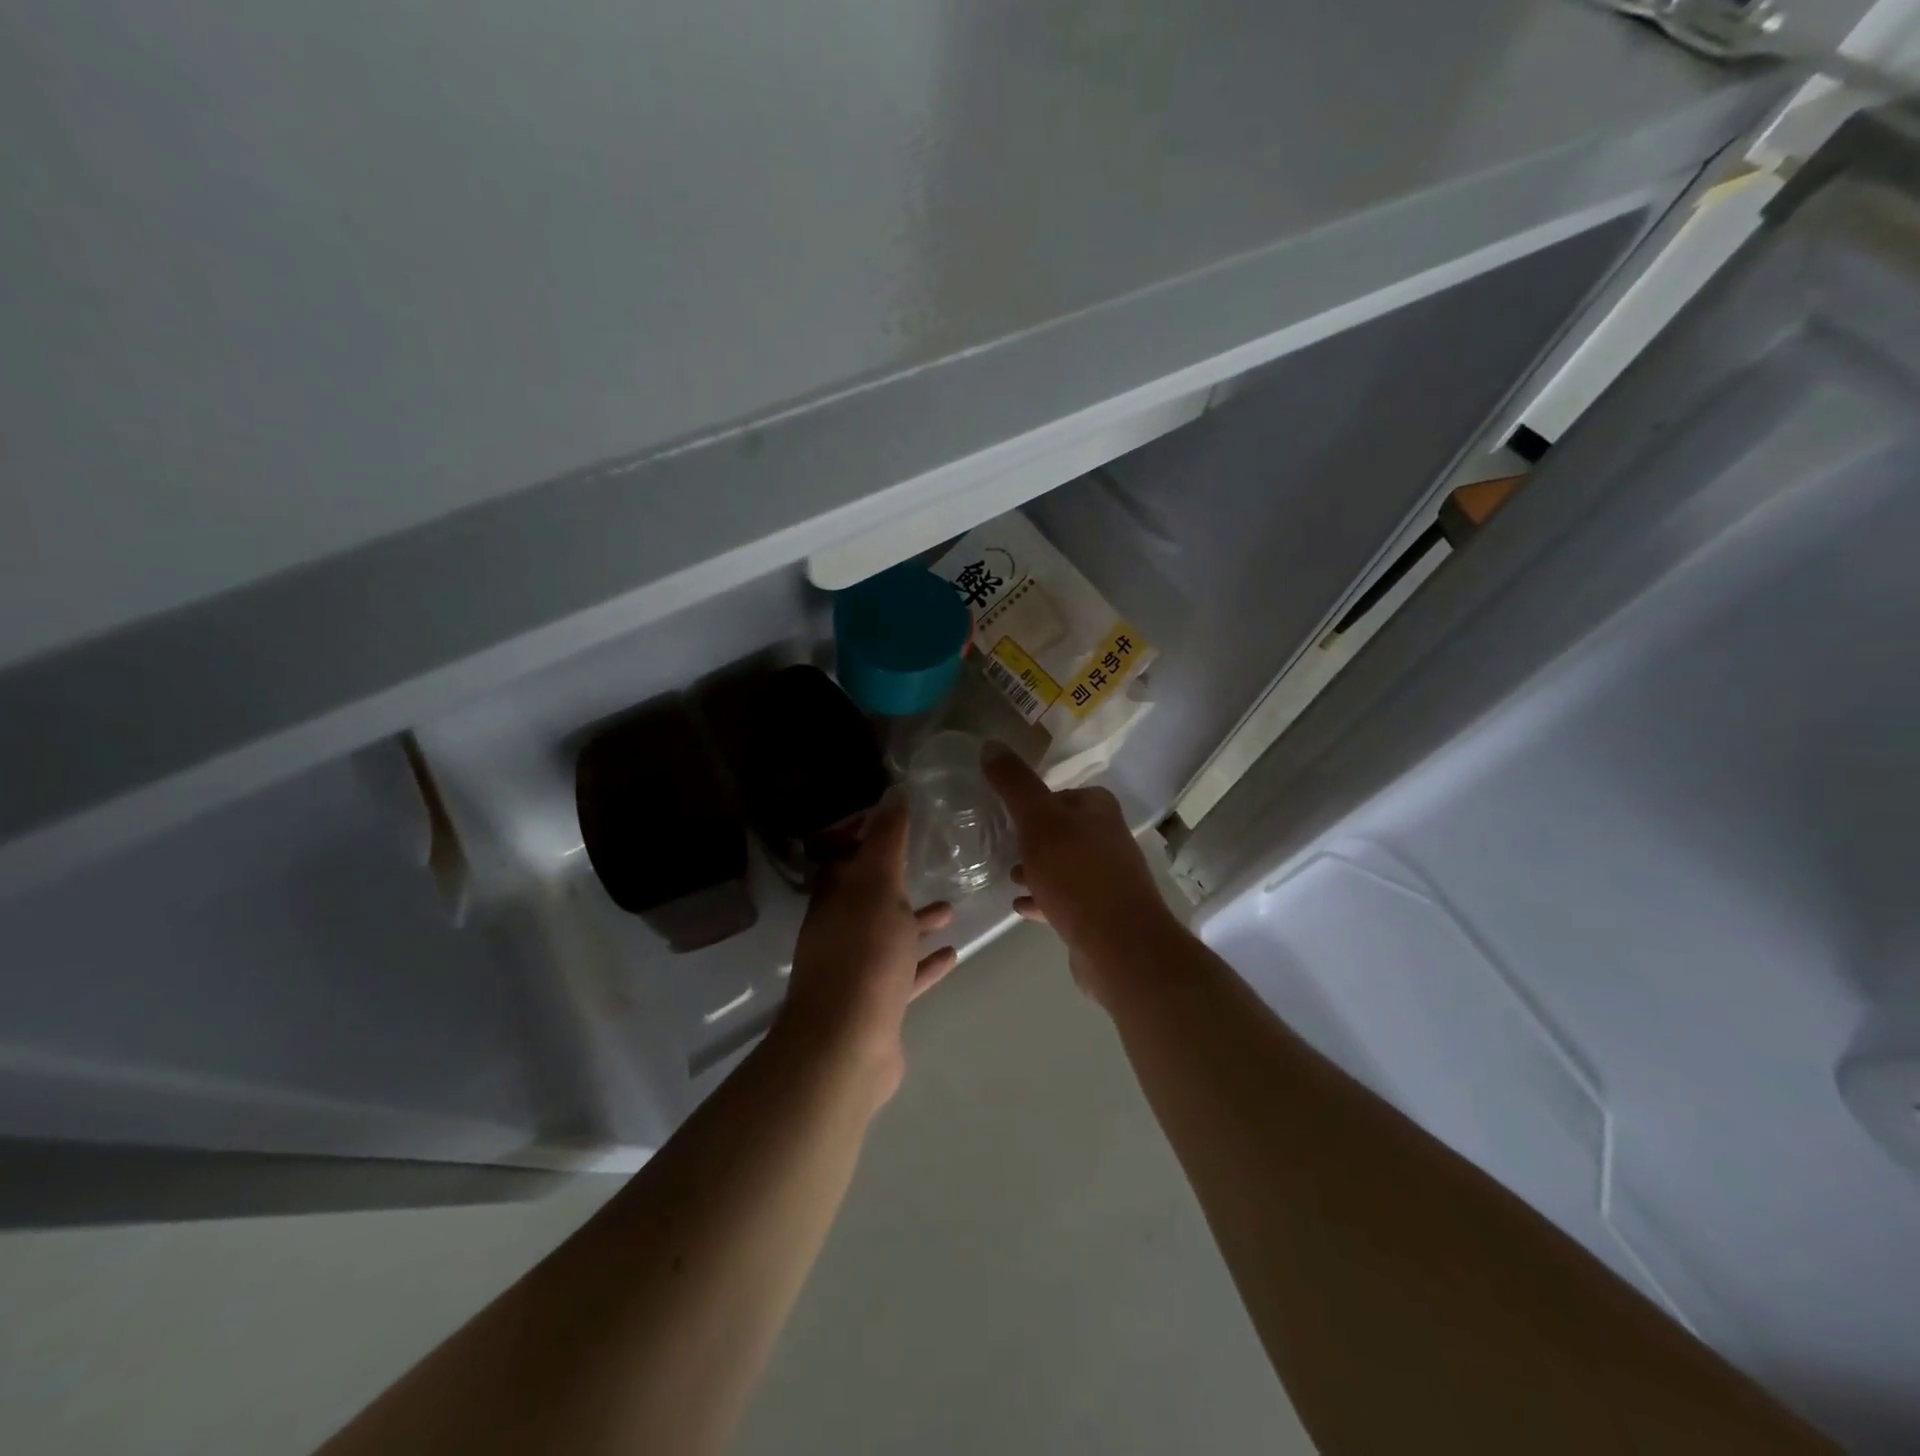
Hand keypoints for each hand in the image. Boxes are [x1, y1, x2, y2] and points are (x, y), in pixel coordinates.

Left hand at [775, 794, 957, 1103]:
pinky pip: (905, 973)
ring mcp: (858, 968)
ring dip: (917, 921)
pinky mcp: (877, 1002)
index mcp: (834, 897)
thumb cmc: (864, 954)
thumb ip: (887, 840)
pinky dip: (926, 963)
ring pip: (890, 934)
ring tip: (953, 906)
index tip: (901, 819)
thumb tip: (893, 791)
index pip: (846, 855)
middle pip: (870, 895)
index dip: (869, 835)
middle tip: (931, 861)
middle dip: (898, 879)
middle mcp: (840, 929)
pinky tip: (953, 954)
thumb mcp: (878, 886)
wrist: (847, 1045)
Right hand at [981, 742, 1180, 1004]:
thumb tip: (990, 743)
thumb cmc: (1076, 874)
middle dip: (1033, 837)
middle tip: (1002, 844)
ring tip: (1008, 876)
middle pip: (1062, 829)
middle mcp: (1108, 838)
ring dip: (1037, 868)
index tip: (1005, 813)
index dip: (1033, 801)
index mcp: (1098, 809)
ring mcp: (1107, 878)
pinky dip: (1043, 898)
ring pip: (1064, 865)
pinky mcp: (1101, 913)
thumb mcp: (1037, 821)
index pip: (1061, 793)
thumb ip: (1014, 784)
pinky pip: (1065, 899)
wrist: (1119, 945)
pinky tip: (1021, 906)